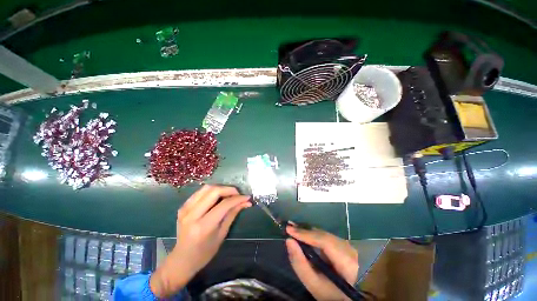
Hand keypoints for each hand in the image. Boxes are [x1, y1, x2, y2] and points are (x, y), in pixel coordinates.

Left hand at [150, 185, 250, 297]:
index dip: (237, 199)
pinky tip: (217, 197)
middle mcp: (192, 215)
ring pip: (206, 188)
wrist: (181, 260)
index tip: (247, 197)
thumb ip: (233, 214)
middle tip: (238, 194)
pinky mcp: (183, 206)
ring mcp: (185, 209)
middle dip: (229, 189)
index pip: (224, 205)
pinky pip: (200, 192)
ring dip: (221, 188)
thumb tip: (246, 202)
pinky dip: (211, 191)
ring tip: (229, 194)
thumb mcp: (222, 234)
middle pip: (214, 191)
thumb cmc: (204, 253)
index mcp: (203, 226)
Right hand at [286, 226, 358, 300]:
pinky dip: (312, 234)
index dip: (306, 234)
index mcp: (346, 262)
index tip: (289, 230)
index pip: (325, 242)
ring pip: (323, 233)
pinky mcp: (341, 243)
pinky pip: (324, 235)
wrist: (345, 294)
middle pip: (323, 235)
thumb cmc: (329, 292)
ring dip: (307, 231)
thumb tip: (289, 241)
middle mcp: (348, 249)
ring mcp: (346, 244)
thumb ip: (300, 263)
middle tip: (289, 227)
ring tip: (293, 228)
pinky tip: (303, 232)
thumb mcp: (313, 283)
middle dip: (305, 231)